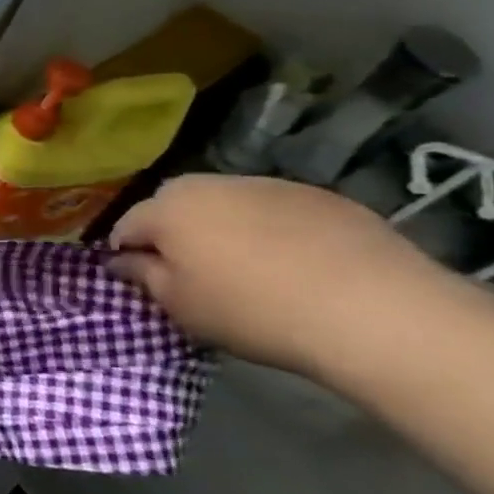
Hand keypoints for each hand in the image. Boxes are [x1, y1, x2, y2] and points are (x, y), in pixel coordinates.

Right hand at [109, 174, 452, 376]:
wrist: (372, 309)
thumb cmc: (252, 310)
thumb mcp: (181, 305)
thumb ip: (142, 276)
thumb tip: (121, 260)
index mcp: (168, 207)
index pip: (127, 226)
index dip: (128, 254)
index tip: (142, 282)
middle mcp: (210, 183)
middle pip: (174, 205)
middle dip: (174, 233)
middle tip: (191, 275)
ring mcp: (268, 184)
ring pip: (225, 204)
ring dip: (222, 228)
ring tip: (246, 270)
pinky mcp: (319, 195)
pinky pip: (274, 211)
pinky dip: (270, 230)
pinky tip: (292, 265)